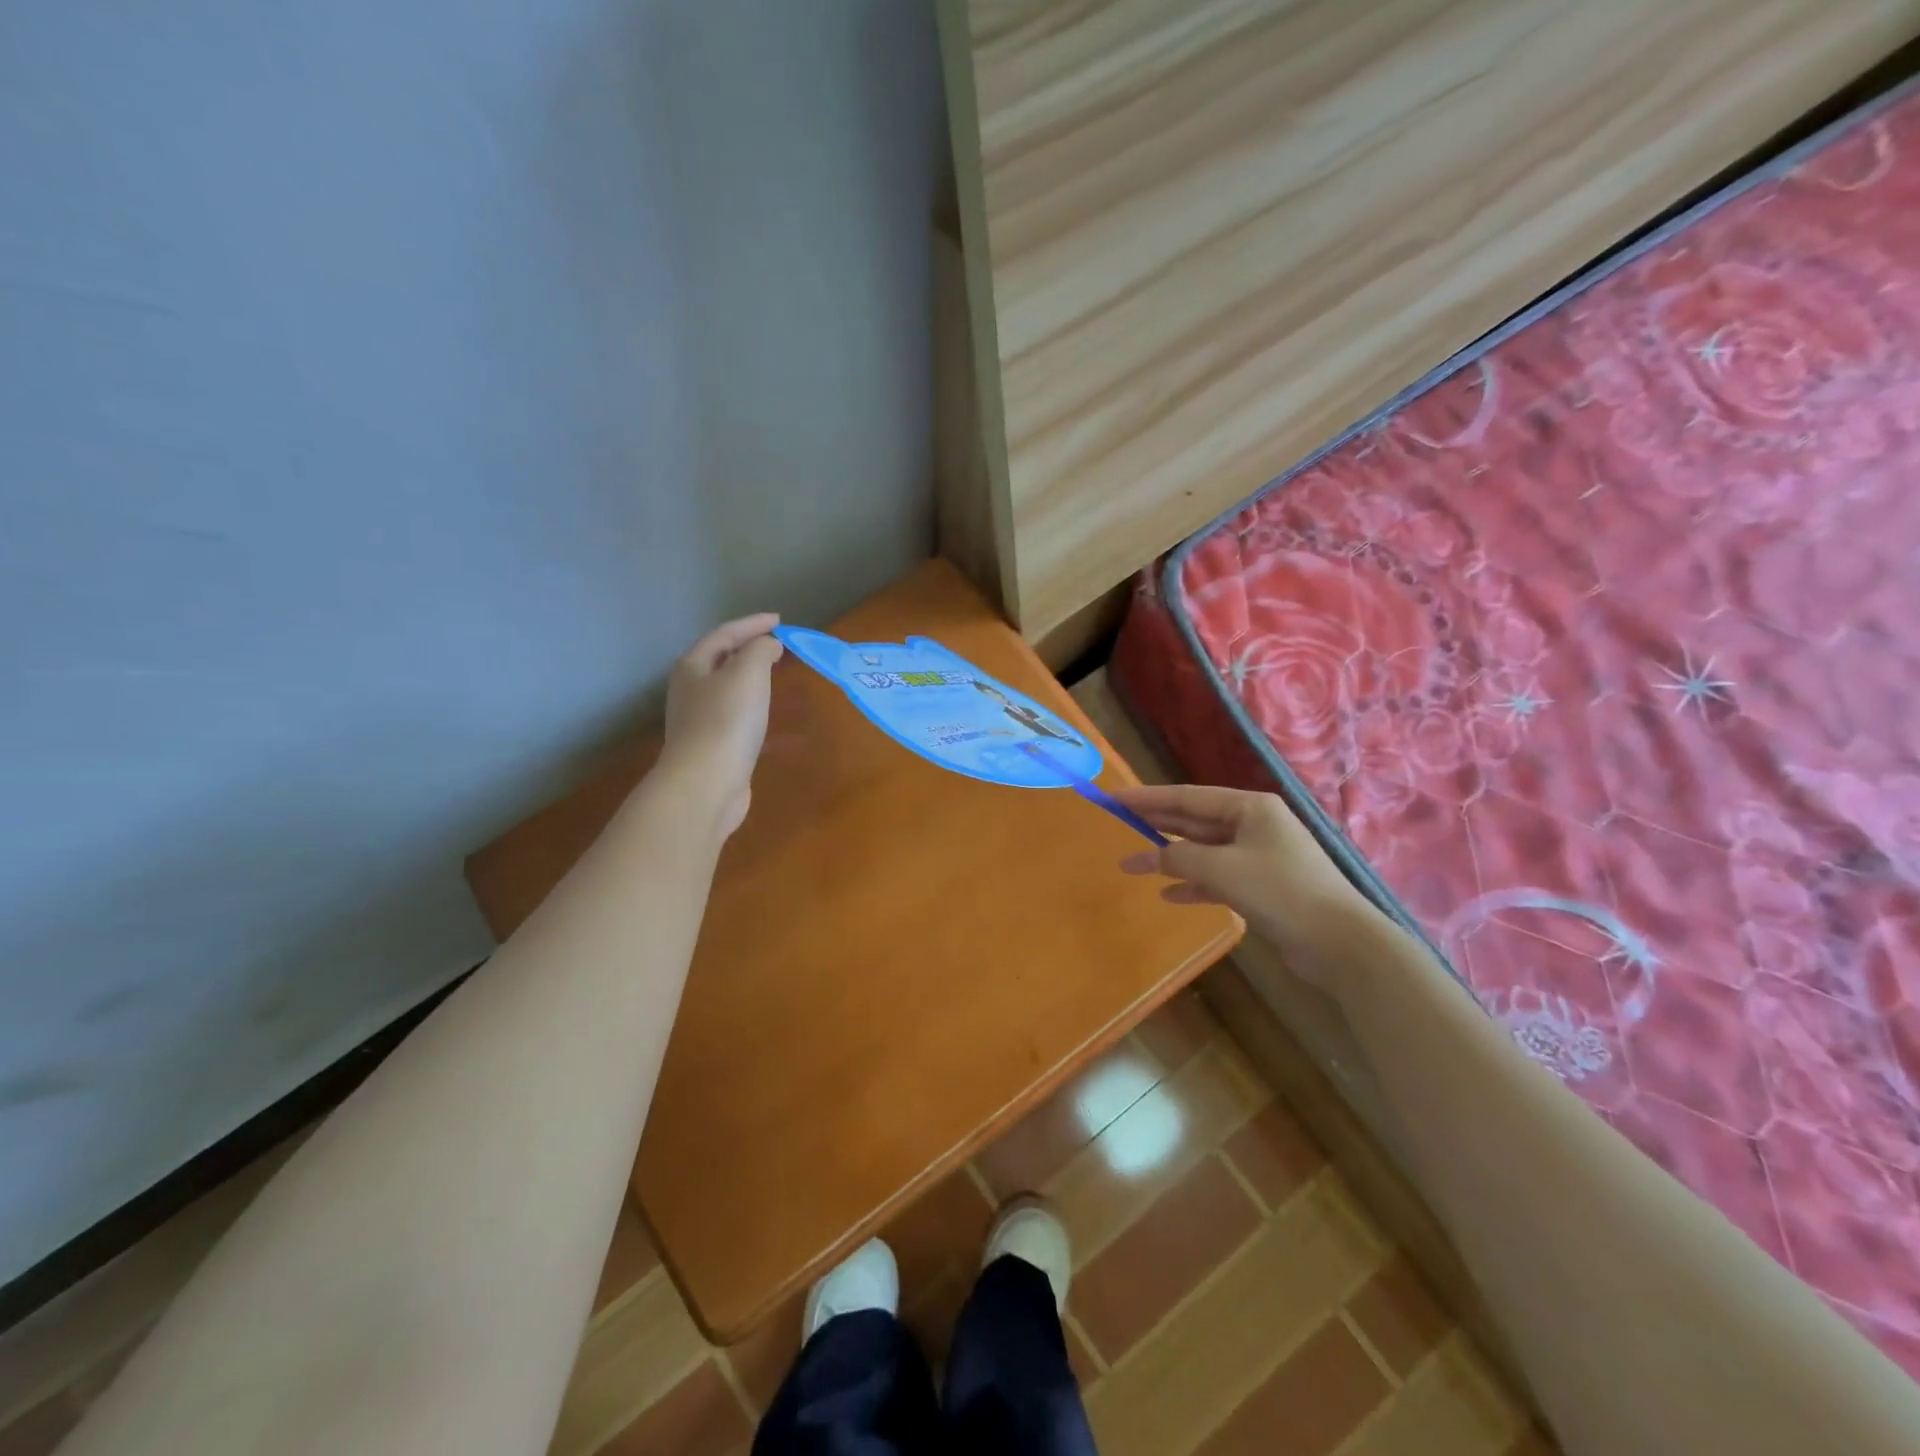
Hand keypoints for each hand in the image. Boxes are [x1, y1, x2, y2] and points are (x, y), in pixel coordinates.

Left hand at [658, 613, 783, 838]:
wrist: (706, 784)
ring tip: (778, 675)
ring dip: (753, 679)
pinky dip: (756, 707)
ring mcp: (700, 720)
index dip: (753, 624)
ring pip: (730, 689)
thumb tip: (769, 645)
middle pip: (722, 659)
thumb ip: (760, 650)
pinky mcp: (714, 746)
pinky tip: (772, 716)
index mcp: (693, 666)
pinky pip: (738, 716)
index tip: (780, 620)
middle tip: (779, 645)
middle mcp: (691, 689)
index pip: (725, 634)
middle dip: (749, 649)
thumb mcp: (748, 673)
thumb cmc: (726, 721)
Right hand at [1114, 783, 1376, 984]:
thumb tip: (1152, 855)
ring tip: (1133, 867)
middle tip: (1117, 825)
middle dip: (1156, 826)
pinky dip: (1194, 884)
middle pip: (1194, 821)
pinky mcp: (1263, 887)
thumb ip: (1179, 856)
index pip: (1186, 796)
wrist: (1341, 943)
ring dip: (1170, 859)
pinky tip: (1169, 895)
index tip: (1113, 798)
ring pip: (1204, 850)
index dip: (1147, 798)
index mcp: (1249, 807)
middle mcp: (1255, 825)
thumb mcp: (1222, 868)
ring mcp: (1260, 856)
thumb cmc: (1281, 892)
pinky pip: (1218, 878)